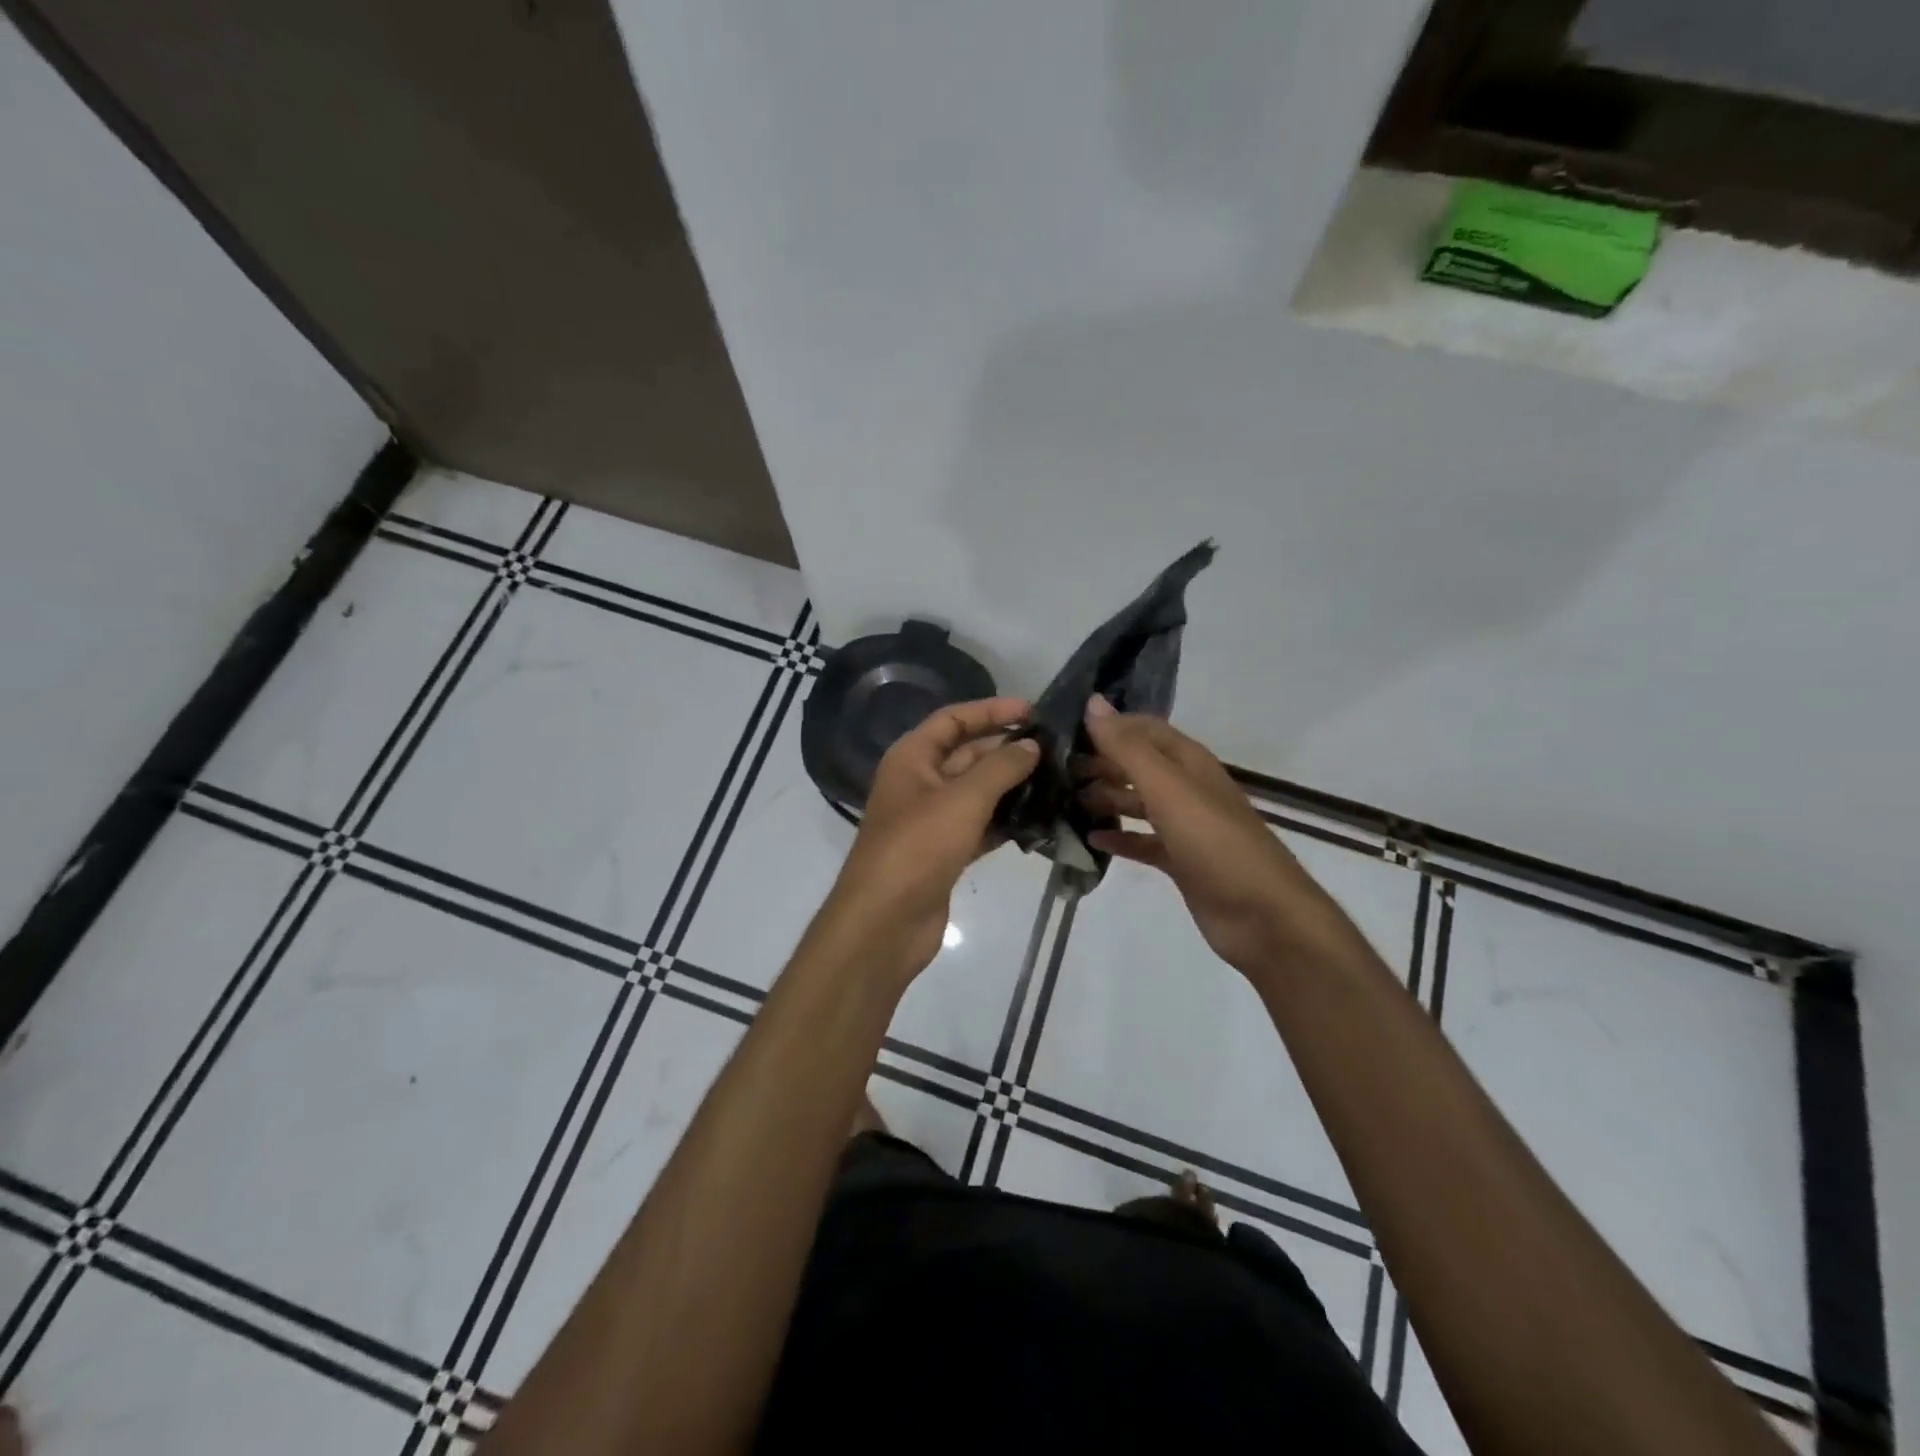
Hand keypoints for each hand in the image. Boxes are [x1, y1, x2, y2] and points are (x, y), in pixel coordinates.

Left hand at [823, 697, 1039, 975]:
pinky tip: (1041, 820)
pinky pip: (980, 825)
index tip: (1033, 712)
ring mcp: (931, 820)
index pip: (953, 720)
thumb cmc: (918, 847)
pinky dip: (1005, 821)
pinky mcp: (944, 852)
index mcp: (912, 758)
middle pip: (967, 754)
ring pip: (977, 792)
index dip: (991, 711)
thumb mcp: (963, 799)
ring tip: (1058, 781)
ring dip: (1012, 786)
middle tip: (1056, 750)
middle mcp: (919, 782)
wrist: (885, 922)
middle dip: (1007, 749)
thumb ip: (1001, 768)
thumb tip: (1031, 745)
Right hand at [1078, 696, 1346, 979]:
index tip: (1066, 730)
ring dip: (1106, 798)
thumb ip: (1128, 748)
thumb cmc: (1213, 842)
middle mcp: (1187, 788)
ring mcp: (1185, 826)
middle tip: (1057, 770)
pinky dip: (1119, 837)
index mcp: (1189, 762)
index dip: (1110, 726)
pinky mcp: (1180, 860)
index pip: (1145, 729)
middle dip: (1102, 763)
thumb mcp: (1167, 788)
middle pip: (1139, 765)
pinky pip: (1142, 841)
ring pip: (1138, 802)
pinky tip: (1091, 839)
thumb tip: (1093, 703)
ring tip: (1067, 801)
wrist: (1261, 915)